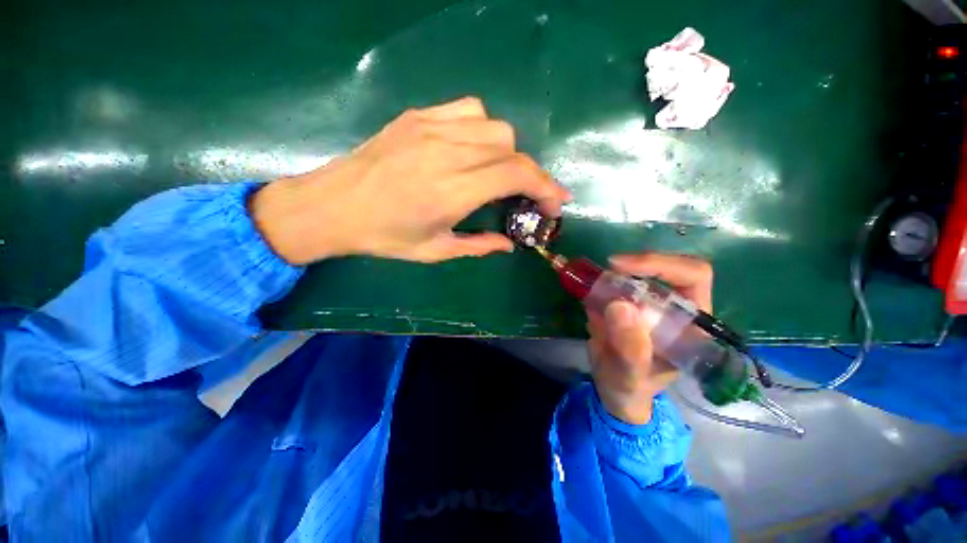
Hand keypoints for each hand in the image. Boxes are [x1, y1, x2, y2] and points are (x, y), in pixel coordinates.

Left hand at [251, 97, 570, 264]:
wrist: (332, 205)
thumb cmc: (383, 236)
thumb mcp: (434, 251)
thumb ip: (478, 246)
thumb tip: (508, 244)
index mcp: (451, 191)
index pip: (516, 175)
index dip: (545, 187)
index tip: (556, 203)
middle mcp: (447, 153)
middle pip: (511, 148)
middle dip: (530, 174)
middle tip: (526, 196)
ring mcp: (431, 128)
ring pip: (494, 127)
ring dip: (508, 152)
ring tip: (499, 173)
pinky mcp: (418, 117)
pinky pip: (468, 110)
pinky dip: (484, 129)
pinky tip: (474, 148)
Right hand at [587, 254, 712, 424]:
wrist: (616, 391)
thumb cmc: (629, 388)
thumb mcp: (628, 375)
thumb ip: (629, 349)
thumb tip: (619, 305)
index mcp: (692, 325)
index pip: (693, 276)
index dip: (659, 264)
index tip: (621, 267)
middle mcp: (679, 309)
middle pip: (669, 267)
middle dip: (636, 265)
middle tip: (608, 269)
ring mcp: (656, 304)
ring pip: (644, 272)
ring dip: (617, 273)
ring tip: (595, 286)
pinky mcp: (635, 303)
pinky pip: (622, 281)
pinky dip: (605, 281)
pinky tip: (592, 294)